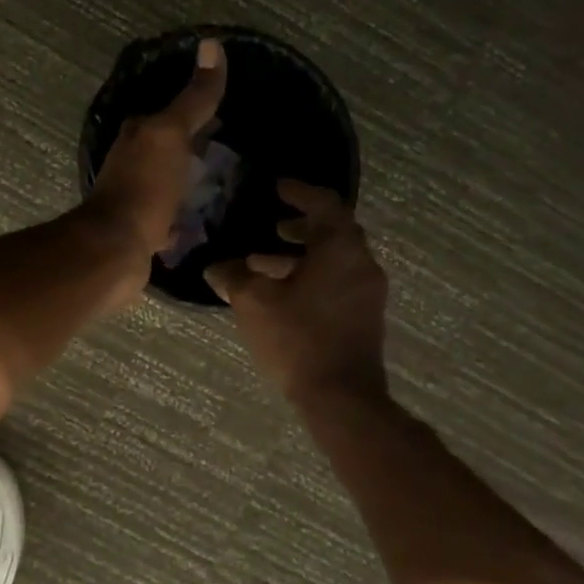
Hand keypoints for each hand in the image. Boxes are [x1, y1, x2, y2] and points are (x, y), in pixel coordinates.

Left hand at [85, 38, 227, 263]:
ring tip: (225, 186)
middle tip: (233, 151)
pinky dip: (183, 219)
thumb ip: (194, 98)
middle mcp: (132, 162)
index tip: (229, 115)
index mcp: (138, 135)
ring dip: (190, 182)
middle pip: (170, 148)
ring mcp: (136, 198)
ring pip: (169, 182)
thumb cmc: (144, 185)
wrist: (116, 248)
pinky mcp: (142, 231)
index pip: (171, 114)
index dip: (198, 111)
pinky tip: (202, 223)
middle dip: (196, 147)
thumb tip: (212, 44)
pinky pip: (169, 219)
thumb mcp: (171, 134)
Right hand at [204, 181, 389, 406]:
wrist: (342, 396)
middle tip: (273, 224)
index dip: (299, 191)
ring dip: (303, 253)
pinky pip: (339, 279)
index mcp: (340, 249)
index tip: (277, 187)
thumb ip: (233, 277)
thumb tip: (215, 267)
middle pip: (334, 230)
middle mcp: (362, 263)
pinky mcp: (365, 315)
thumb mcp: (254, 302)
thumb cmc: (298, 339)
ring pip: (336, 258)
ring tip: (266, 262)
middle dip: (302, 224)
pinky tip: (283, 293)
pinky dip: (313, 274)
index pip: (325, 204)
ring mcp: (368, 291)